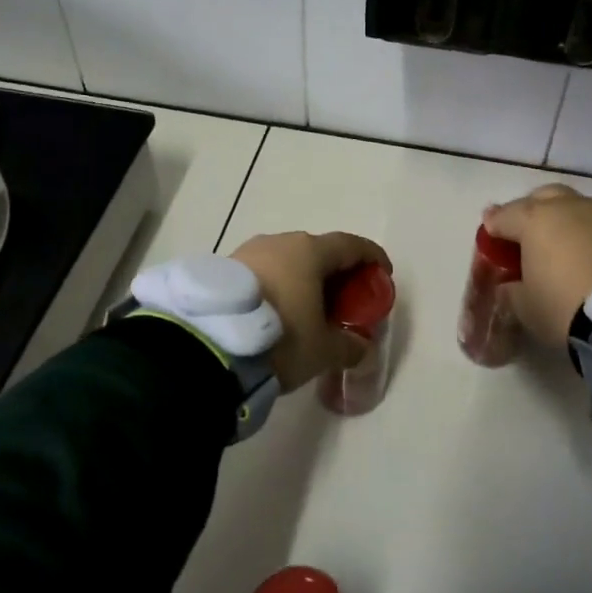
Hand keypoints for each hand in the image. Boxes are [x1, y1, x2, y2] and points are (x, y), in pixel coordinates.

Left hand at [230, 231, 392, 391]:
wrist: (208, 346)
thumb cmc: (281, 338)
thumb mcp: (324, 350)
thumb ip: (350, 345)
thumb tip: (359, 347)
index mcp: (310, 251)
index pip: (351, 245)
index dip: (372, 257)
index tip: (382, 273)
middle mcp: (279, 242)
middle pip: (317, 251)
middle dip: (335, 272)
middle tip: (344, 299)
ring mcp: (247, 252)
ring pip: (286, 260)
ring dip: (302, 279)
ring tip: (307, 308)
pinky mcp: (223, 269)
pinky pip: (262, 272)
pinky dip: (277, 286)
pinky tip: (276, 311)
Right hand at [482, 186, 591, 347]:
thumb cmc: (563, 307)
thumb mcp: (524, 306)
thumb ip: (511, 288)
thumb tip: (511, 282)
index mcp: (533, 219)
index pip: (503, 216)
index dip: (493, 228)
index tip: (490, 238)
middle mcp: (566, 207)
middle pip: (541, 198)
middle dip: (529, 212)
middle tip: (525, 236)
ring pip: (572, 207)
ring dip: (561, 221)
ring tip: (559, 247)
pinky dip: (585, 234)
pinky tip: (584, 254)